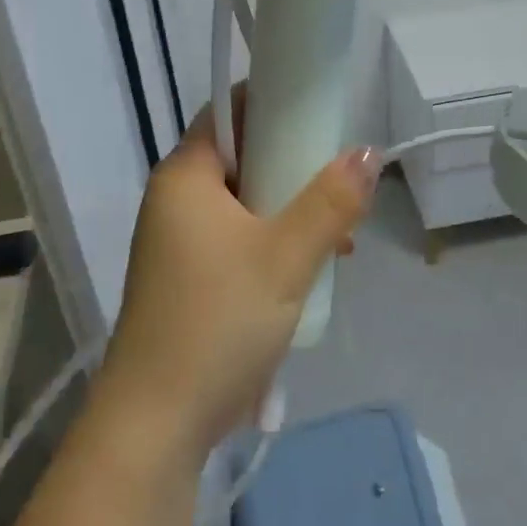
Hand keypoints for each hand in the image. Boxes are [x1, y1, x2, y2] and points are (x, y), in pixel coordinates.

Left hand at [96, 96, 379, 463]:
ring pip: (245, 204)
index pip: (228, 111)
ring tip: (340, 237)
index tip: (321, 112)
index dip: (274, 102)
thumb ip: (331, 201)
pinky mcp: (189, 279)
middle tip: (340, 183)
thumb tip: (368, 151)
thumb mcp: (286, 256)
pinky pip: (238, 240)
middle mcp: (175, 200)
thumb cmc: (219, 321)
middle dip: (294, 166)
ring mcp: (178, 243)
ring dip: (291, 211)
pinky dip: (274, 243)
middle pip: (242, 158)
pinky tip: (312, 270)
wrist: (158, 423)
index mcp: (186, 177)